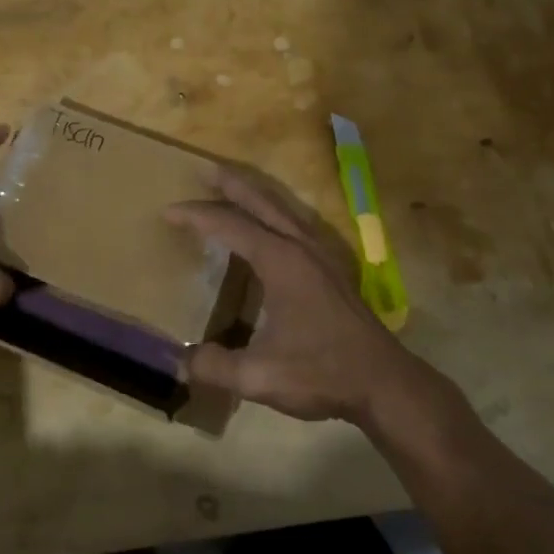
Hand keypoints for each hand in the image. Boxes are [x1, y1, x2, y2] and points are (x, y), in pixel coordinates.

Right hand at [166, 169, 478, 438]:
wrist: (385, 384)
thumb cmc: (322, 373)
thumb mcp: (260, 376)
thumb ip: (215, 367)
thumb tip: (178, 362)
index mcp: (280, 261)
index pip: (230, 226)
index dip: (196, 216)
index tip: (168, 212)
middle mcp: (300, 246)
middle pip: (260, 202)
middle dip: (230, 184)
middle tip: (204, 169)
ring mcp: (321, 254)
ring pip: (282, 208)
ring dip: (255, 193)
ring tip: (233, 184)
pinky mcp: (332, 267)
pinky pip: (296, 222)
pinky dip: (275, 211)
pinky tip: (272, 222)